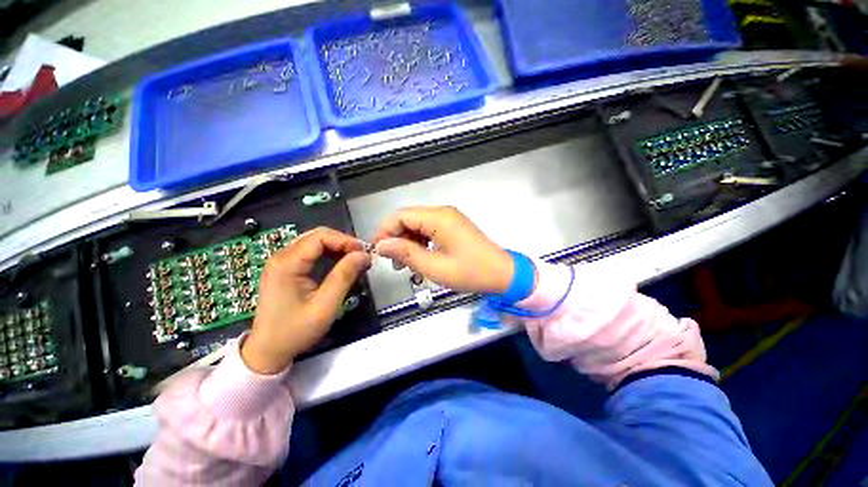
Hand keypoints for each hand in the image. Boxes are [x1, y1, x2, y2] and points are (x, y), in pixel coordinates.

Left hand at [242, 228, 370, 374]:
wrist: (268, 351)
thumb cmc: (295, 331)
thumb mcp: (324, 306)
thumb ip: (344, 277)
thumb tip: (363, 255)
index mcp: (287, 264)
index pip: (320, 237)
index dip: (345, 241)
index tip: (363, 253)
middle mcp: (281, 257)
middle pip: (317, 236)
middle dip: (343, 243)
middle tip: (361, 257)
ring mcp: (281, 262)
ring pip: (315, 243)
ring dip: (337, 248)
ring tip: (355, 261)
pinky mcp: (285, 269)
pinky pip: (310, 253)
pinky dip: (329, 254)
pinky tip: (340, 264)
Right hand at [372, 206, 518, 294]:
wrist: (503, 274)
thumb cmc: (471, 272)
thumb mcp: (435, 267)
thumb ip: (407, 253)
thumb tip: (382, 245)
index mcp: (438, 218)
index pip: (401, 216)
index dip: (385, 231)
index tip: (378, 251)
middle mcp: (443, 213)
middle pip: (408, 219)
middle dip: (396, 238)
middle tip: (394, 262)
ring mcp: (449, 219)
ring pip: (417, 225)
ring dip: (408, 242)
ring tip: (406, 264)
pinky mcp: (453, 227)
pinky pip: (429, 229)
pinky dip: (420, 242)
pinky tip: (420, 258)